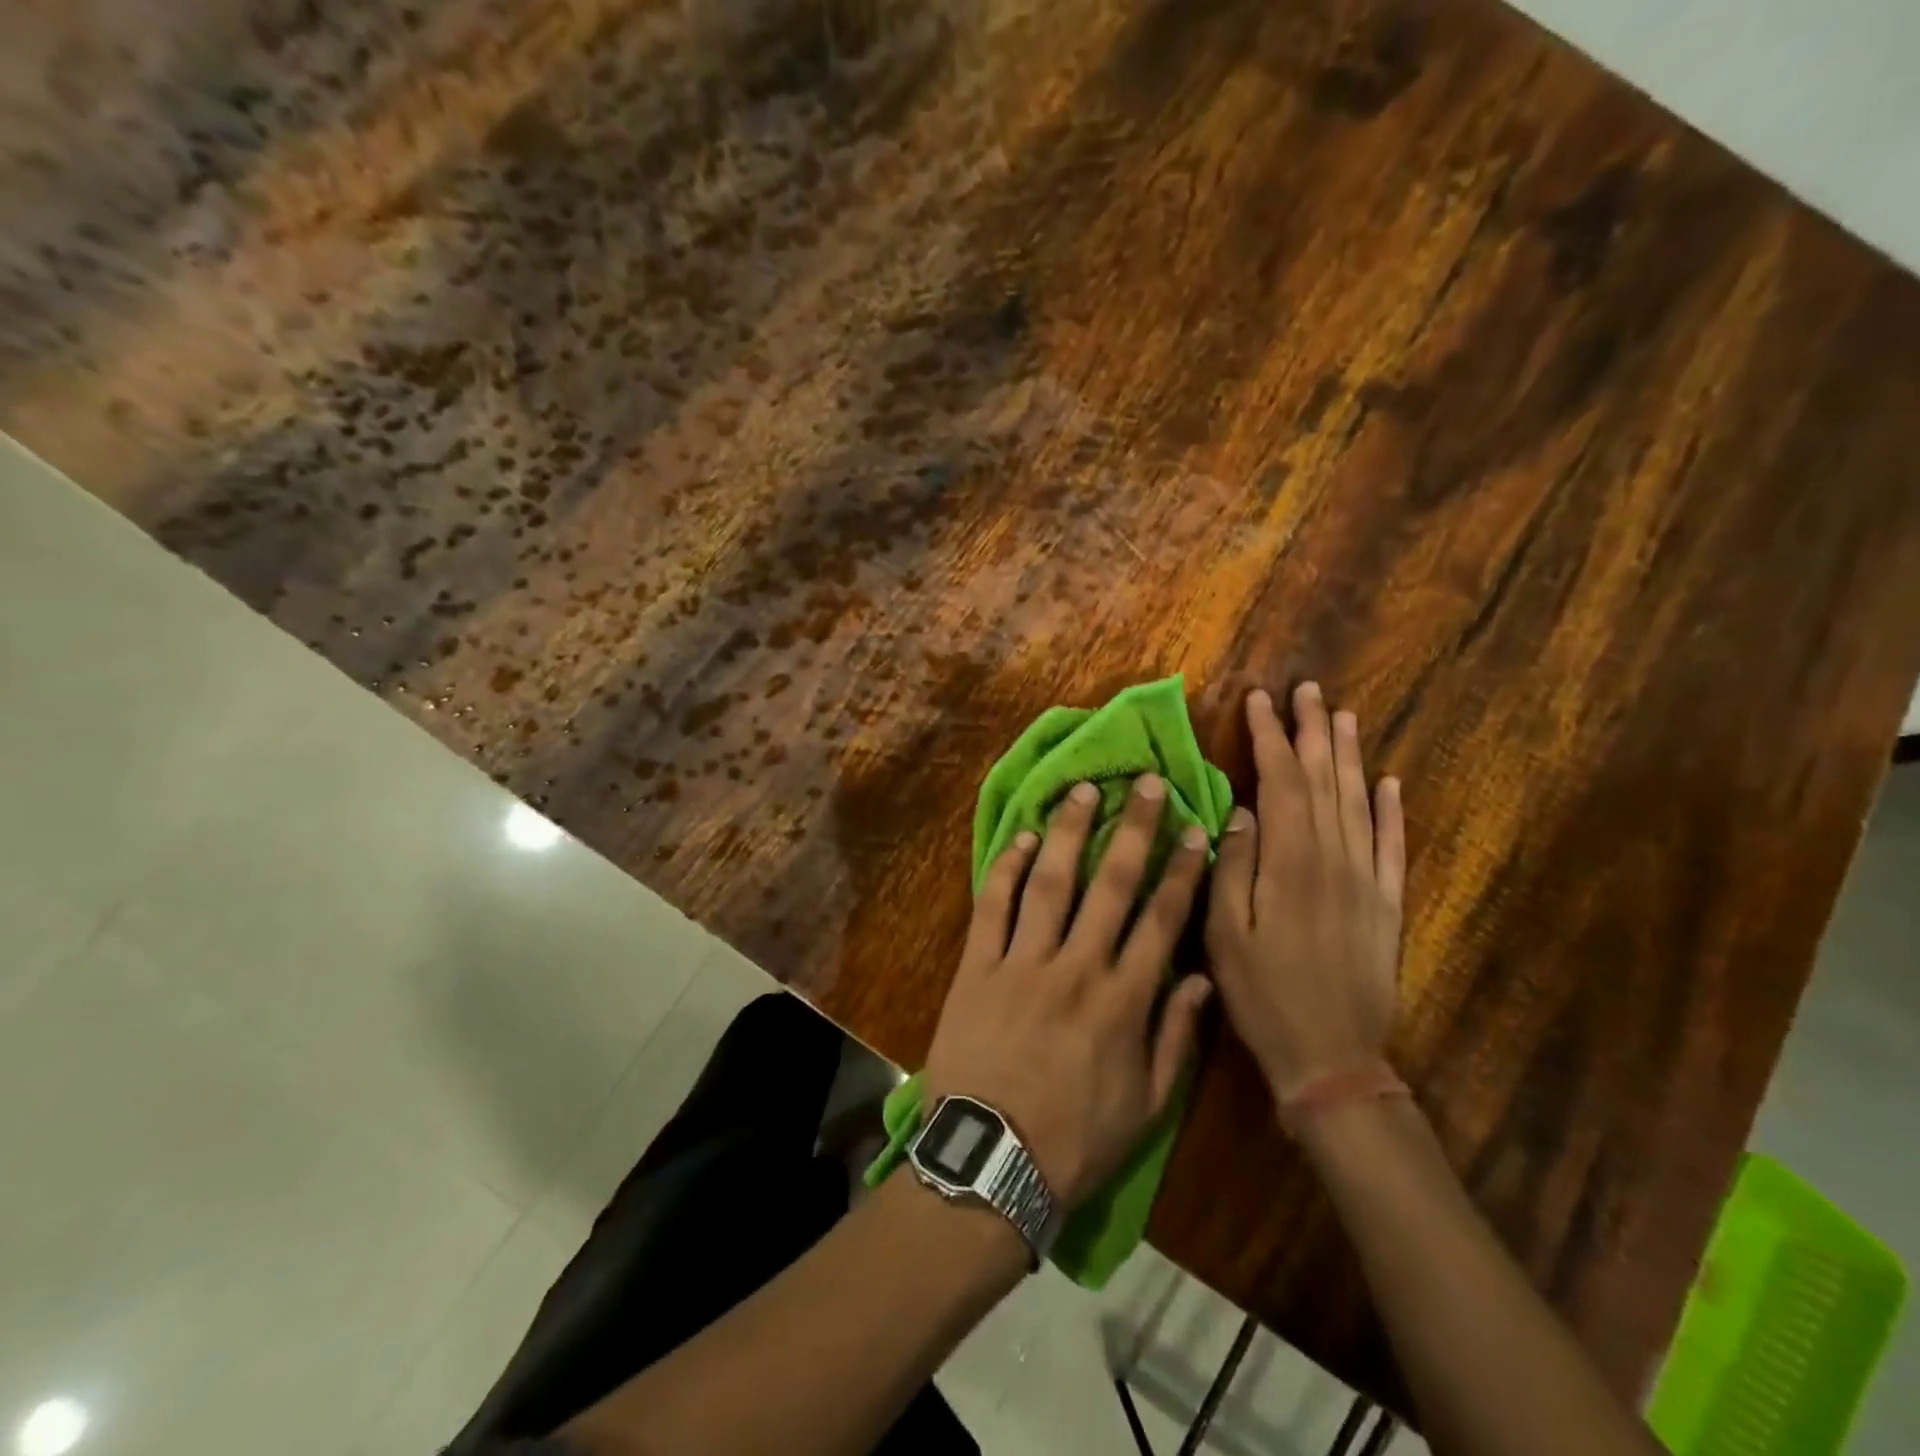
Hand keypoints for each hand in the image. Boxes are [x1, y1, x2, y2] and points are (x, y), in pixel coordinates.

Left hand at [922, 776, 1214, 1208]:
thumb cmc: (1076, 1139)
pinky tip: (1024, 837)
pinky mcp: (978, 966)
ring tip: (1084, 790)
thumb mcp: (1147, 1106)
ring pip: (1052, 882)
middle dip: (1133, 829)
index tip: (1195, 830)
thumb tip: (1198, 977)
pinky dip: (1008, 868)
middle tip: (1145, 783)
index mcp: (1123, 1000)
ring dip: (1070, 832)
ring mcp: (1023, 962)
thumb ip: (1175, 1037)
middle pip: (1111, 884)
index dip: (1182, 871)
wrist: (991, 1160)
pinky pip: (994, 906)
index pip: (1161, 920)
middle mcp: (1077, 966)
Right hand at [1206, 683, 1406, 1106]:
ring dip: (1350, 755)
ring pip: (1359, 801)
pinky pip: (1394, 845)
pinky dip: (1393, 810)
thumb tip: (1242, 811)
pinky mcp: (1388, 904)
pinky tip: (1390, 782)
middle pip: (1325, 779)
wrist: (1332, 1058)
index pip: (1282, 781)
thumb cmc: (1263, 995)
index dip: (1269, 738)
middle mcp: (1335, 859)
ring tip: (1342, 715)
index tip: (1258, 700)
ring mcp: (1368, 880)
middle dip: (1312, 730)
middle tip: (1306, 689)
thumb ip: (1233, 867)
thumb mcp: (1225, 934)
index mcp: (1290, 863)